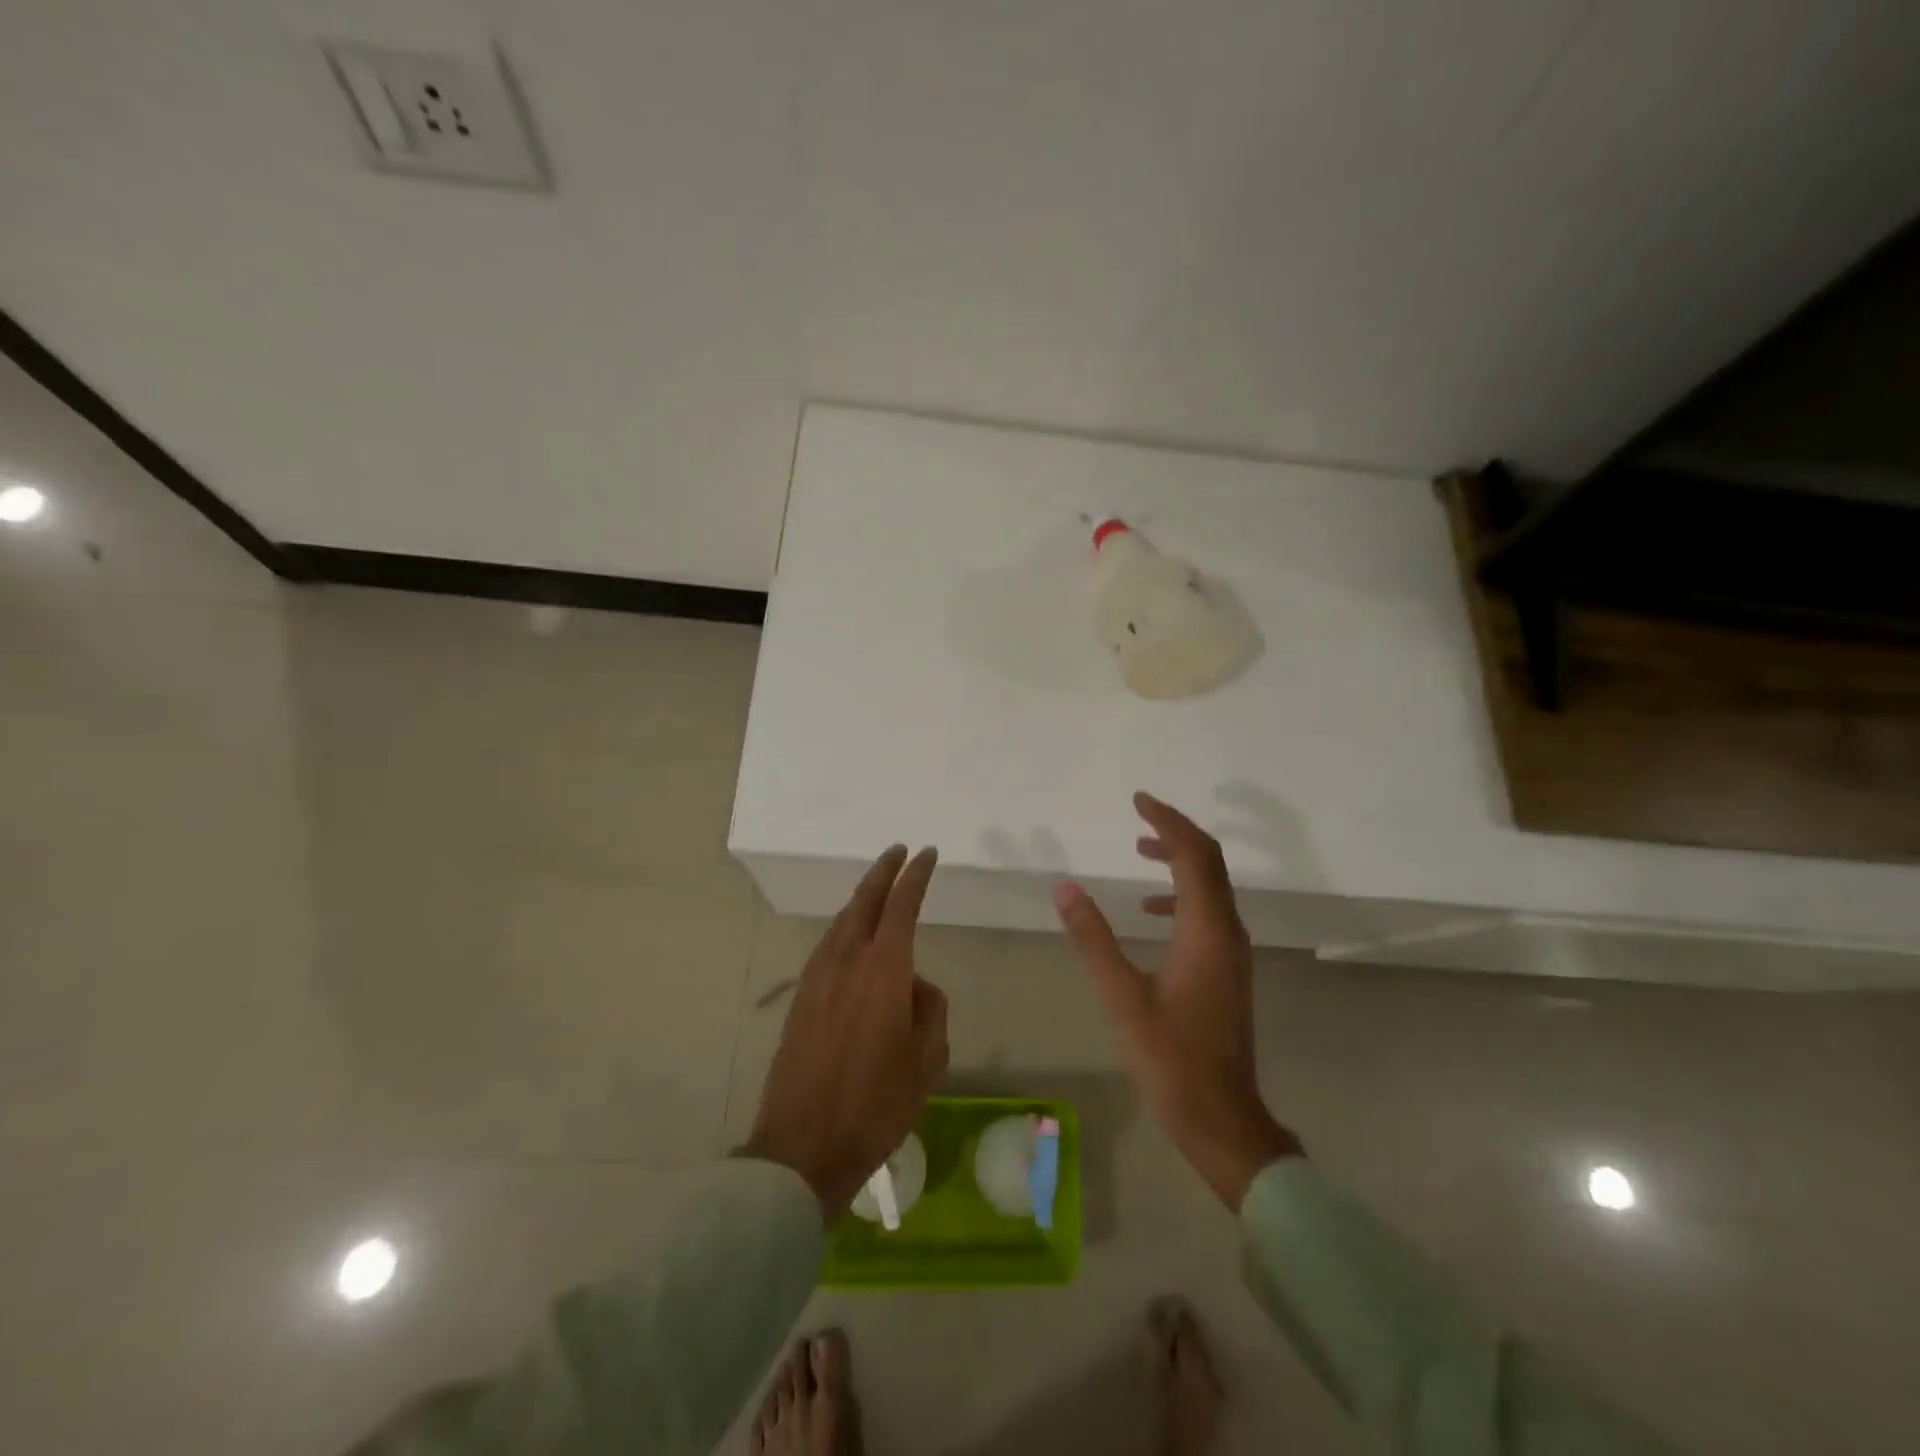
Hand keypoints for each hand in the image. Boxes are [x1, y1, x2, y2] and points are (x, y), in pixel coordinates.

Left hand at [739, 845, 949, 1217]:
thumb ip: (930, 1011)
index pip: (902, 906)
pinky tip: (850, 940)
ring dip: (860, 900)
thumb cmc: (875, 1106)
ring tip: (877, 891)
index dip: (915, 876)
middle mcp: (847, 962)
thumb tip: (916, 988)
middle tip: (898, 853)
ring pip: (841, 923)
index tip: (926, 854)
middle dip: (882, 873)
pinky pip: (827, 947)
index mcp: (884, 971)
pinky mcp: (800, 1000)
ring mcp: (817, 979)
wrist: (802, 1147)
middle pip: (864, 902)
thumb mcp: (927, 1062)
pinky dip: (844, 929)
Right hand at [1053, 793, 1301, 1209]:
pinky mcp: (1228, 969)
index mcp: (1207, 931)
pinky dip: (1182, 894)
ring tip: (1140, 850)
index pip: (1194, 855)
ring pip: (1212, 886)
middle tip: (1140, 814)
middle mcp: (1228, 932)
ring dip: (1180, 860)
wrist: (1221, 1118)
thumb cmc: (1170, 1058)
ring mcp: (1233, 952)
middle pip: (1210, 862)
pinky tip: (1150, 910)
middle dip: (1176, 832)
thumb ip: (1093, 938)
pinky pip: (1209, 911)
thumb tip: (1065, 887)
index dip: (1167, 821)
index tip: (1138, 800)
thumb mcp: (1121, 996)